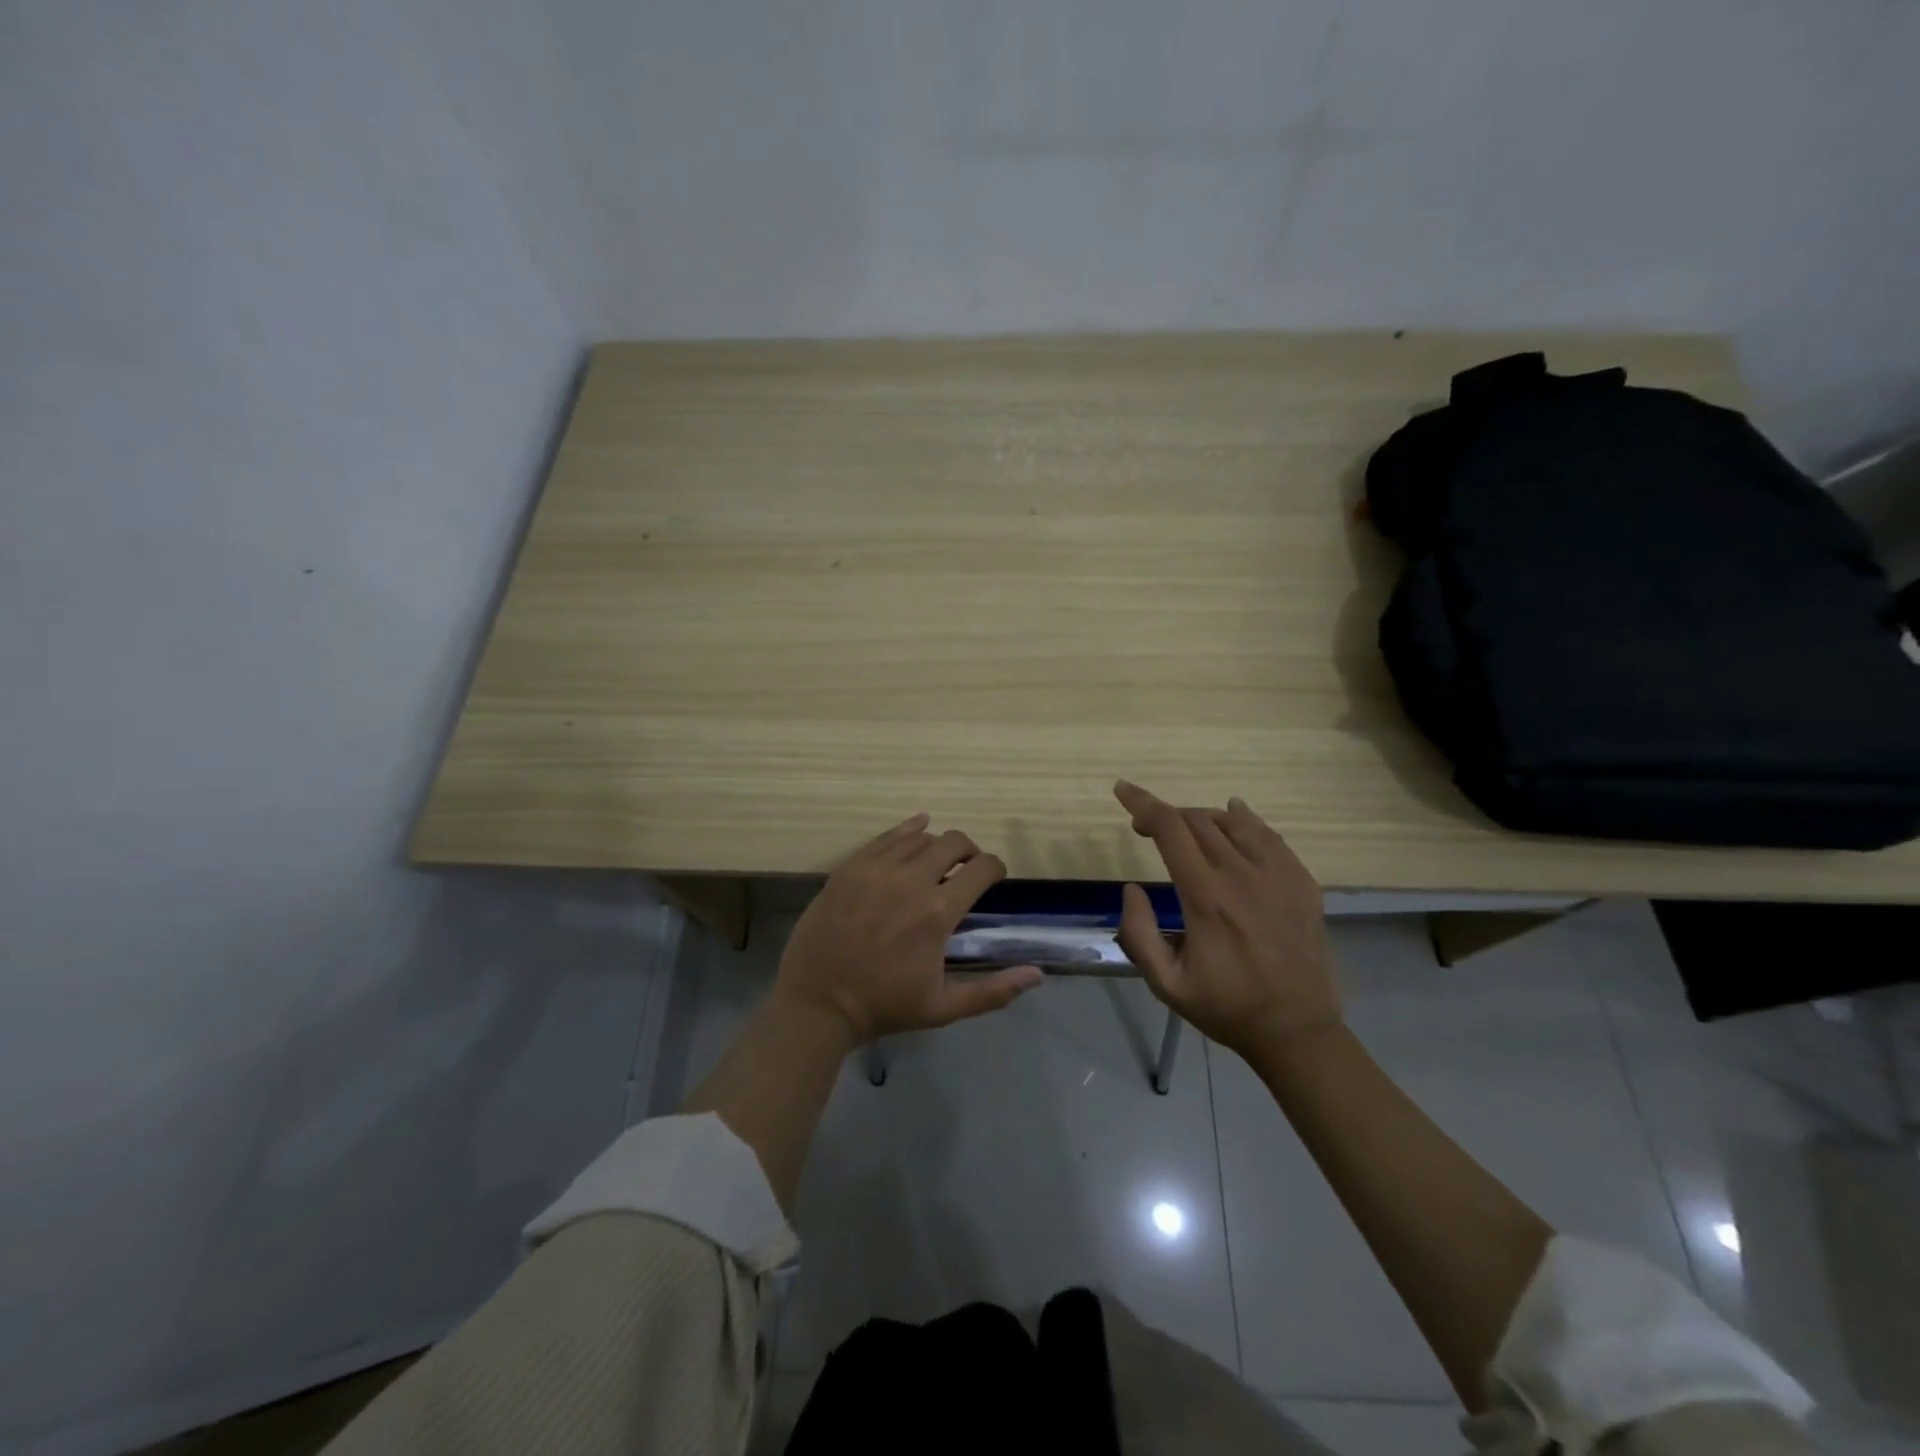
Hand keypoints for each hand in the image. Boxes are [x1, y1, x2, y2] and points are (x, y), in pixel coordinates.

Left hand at [774, 813, 1043, 1044]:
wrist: (818, 1003)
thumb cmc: (884, 1006)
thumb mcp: (943, 1008)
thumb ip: (993, 991)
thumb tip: (1037, 974)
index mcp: (937, 913)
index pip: (981, 868)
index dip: (995, 868)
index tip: (994, 877)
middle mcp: (911, 880)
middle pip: (954, 842)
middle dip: (969, 851)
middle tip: (966, 868)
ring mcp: (876, 869)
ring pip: (920, 836)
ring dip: (937, 845)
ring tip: (936, 862)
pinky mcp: (850, 867)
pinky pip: (886, 836)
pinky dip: (907, 830)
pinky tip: (916, 829)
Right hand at [1113, 780, 1339, 1058]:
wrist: (1298, 1030)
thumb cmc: (1227, 1007)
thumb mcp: (1167, 984)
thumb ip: (1139, 933)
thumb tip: (1131, 888)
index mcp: (1206, 897)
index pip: (1170, 829)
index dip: (1143, 803)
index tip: (1122, 789)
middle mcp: (1242, 875)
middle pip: (1198, 820)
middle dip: (1167, 815)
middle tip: (1149, 830)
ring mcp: (1278, 875)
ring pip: (1233, 821)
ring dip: (1201, 818)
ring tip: (1187, 832)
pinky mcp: (1302, 882)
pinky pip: (1269, 835)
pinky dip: (1245, 819)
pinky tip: (1235, 817)